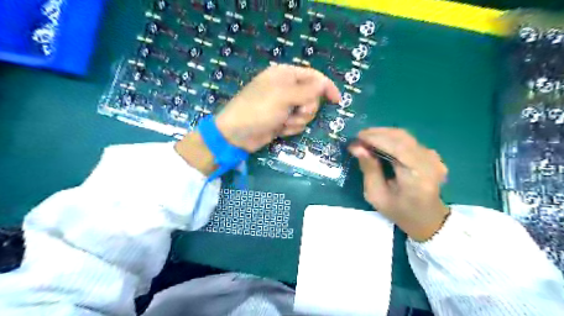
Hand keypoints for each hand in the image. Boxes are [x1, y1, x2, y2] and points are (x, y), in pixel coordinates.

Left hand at [174, 64, 338, 176]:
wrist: (236, 135)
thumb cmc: (258, 110)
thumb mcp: (283, 97)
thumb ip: (307, 90)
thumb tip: (324, 85)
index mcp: (285, 75)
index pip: (314, 77)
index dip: (327, 87)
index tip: (337, 100)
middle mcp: (286, 88)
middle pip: (312, 97)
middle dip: (306, 108)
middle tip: (294, 112)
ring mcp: (284, 106)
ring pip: (306, 113)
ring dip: (297, 121)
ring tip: (282, 122)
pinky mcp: (282, 120)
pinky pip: (297, 124)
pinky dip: (290, 128)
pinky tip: (279, 129)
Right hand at [351, 128, 451, 241]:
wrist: (428, 219)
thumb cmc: (399, 211)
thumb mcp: (377, 196)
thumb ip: (368, 169)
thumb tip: (357, 147)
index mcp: (417, 176)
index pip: (397, 147)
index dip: (376, 138)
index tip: (357, 137)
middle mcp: (429, 162)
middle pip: (401, 137)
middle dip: (377, 133)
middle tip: (358, 138)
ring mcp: (433, 157)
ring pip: (405, 136)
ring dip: (383, 134)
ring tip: (366, 139)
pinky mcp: (432, 154)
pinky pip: (408, 141)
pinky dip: (391, 139)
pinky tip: (380, 143)